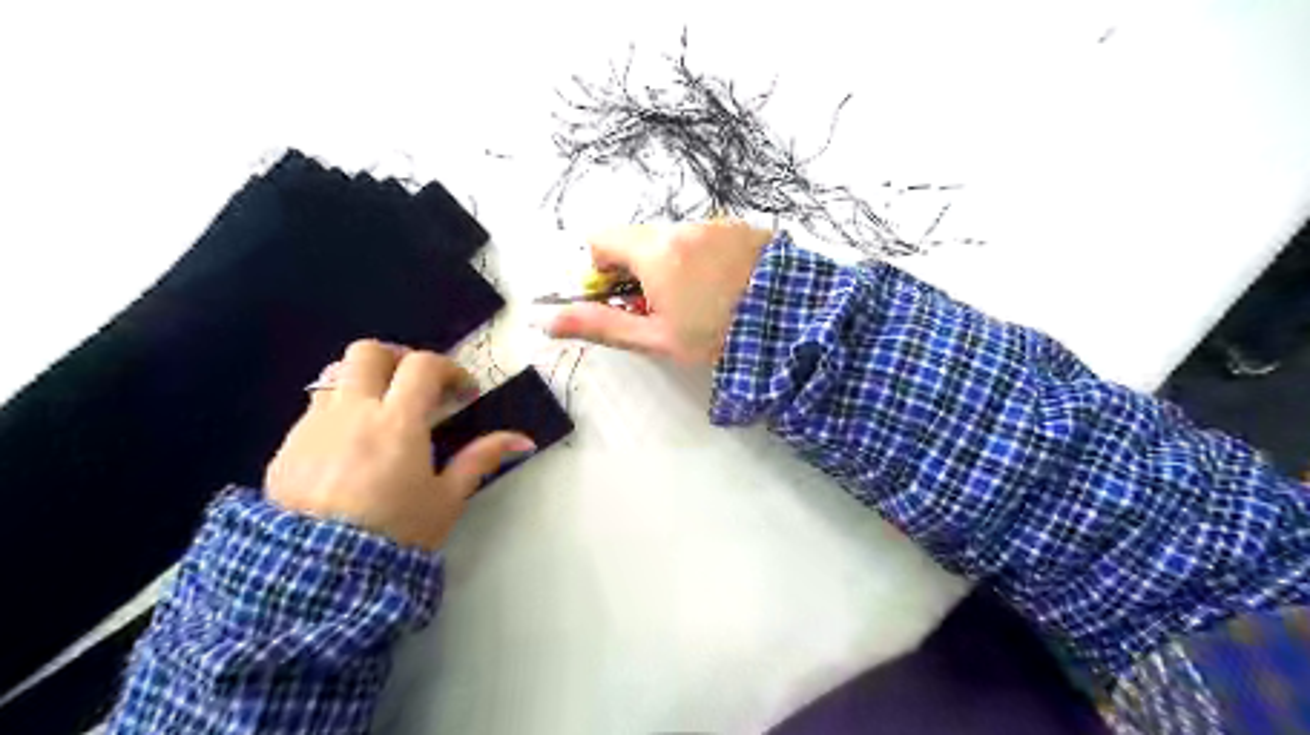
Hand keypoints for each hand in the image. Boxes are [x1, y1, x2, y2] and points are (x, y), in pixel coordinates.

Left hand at [261, 343, 533, 546]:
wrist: (318, 578)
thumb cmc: (395, 533)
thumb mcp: (447, 499)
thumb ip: (481, 459)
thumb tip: (523, 439)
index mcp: (397, 421)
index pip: (423, 365)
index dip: (450, 370)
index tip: (463, 394)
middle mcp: (351, 411)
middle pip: (369, 352)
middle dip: (398, 359)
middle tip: (417, 385)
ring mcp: (313, 426)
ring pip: (337, 375)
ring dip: (365, 382)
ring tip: (382, 413)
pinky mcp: (286, 447)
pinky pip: (315, 411)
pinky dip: (340, 412)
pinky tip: (350, 447)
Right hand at [542, 219, 768, 364]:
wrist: (793, 323)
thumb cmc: (718, 335)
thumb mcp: (655, 338)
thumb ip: (599, 325)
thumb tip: (547, 320)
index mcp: (655, 251)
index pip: (601, 239)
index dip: (601, 269)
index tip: (621, 296)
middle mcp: (683, 227)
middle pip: (640, 240)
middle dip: (641, 271)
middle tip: (665, 307)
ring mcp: (717, 224)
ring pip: (675, 240)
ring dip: (675, 265)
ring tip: (703, 301)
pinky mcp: (743, 228)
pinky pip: (708, 238)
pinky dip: (705, 258)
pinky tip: (726, 287)